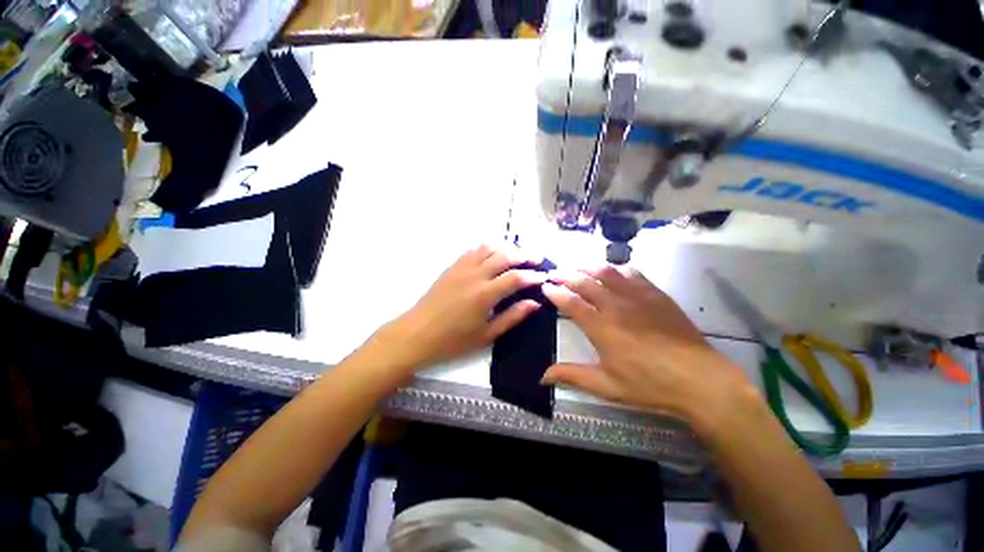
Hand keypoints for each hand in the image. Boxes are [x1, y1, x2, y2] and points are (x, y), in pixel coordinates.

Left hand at [373, 245, 546, 377]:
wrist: (416, 334)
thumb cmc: (452, 341)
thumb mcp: (486, 335)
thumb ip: (512, 317)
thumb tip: (534, 303)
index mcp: (485, 294)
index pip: (516, 277)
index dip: (533, 275)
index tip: (544, 276)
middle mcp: (475, 275)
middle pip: (505, 256)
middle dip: (524, 255)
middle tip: (537, 258)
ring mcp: (461, 268)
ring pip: (489, 248)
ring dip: (506, 248)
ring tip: (518, 254)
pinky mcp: (452, 267)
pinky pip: (472, 250)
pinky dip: (487, 248)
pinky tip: (493, 253)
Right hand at [542, 266, 753, 422]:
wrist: (700, 380)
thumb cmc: (649, 384)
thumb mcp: (606, 385)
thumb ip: (572, 376)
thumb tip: (542, 376)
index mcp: (601, 327)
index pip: (571, 302)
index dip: (555, 292)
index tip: (545, 285)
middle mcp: (616, 306)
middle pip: (585, 282)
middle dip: (566, 275)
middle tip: (555, 272)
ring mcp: (637, 297)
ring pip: (607, 272)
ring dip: (588, 267)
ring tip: (578, 267)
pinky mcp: (656, 294)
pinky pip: (632, 273)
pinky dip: (617, 269)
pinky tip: (613, 270)